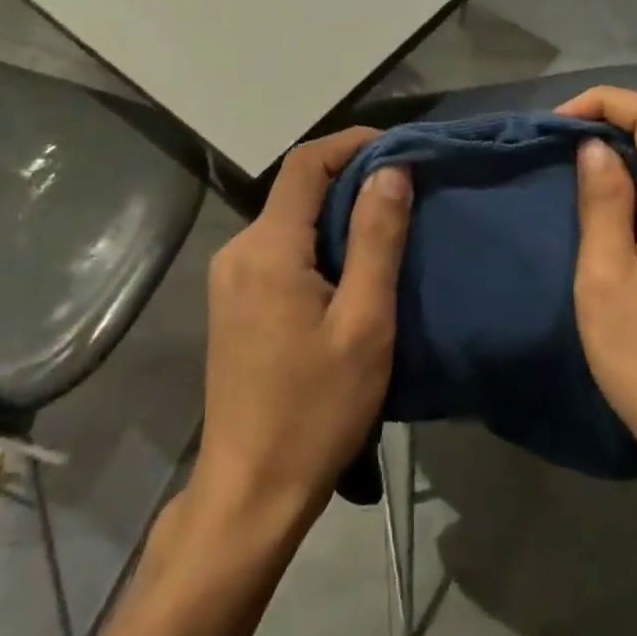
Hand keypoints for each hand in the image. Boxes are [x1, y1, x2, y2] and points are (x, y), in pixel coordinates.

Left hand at [190, 128, 412, 536]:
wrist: (251, 492)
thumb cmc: (315, 411)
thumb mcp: (364, 323)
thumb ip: (377, 239)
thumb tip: (391, 170)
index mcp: (267, 248)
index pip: (305, 164)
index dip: (351, 144)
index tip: (398, 148)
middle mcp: (239, 251)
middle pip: (296, 190)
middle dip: (350, 179)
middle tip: (406, 191)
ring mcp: (230, 279)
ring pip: (289, 221)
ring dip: (336, 214)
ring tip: (388, 228)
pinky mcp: (234, 303)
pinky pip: (280, 251)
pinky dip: (318, 243)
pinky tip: (351, 269)